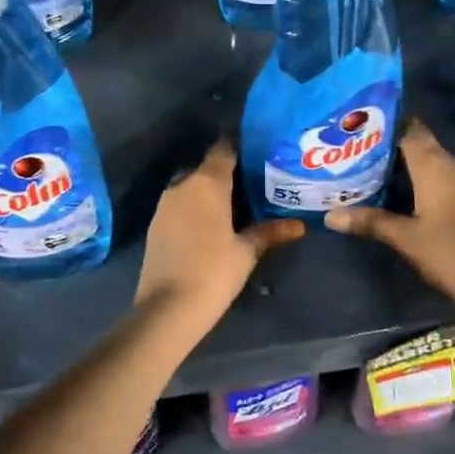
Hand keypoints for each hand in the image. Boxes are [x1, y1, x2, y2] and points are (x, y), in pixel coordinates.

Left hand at [135, 139, 303, 329]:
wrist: (167, 307)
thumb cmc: (214, 272)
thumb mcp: (246, 252)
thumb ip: (269, 232)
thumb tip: (299, 225)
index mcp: (207, 183)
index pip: (224, 150)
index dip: (240, 146)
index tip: (258, 148)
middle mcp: (183, 185)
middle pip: (207, 168)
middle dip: (226, 171)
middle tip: (252, 180)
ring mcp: (165, 205)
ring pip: (191, 186)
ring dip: (209, 191)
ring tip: (235, 202)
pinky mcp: (156, 224)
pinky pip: (180, 205)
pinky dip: (195, 207)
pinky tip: (210, 223)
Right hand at [325, 120, 454, 328]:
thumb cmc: (451, 254)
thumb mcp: (405, 238)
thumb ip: (370, 221)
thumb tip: (330, 216)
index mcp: (436, 166)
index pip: (410, 129)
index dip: (386, 124)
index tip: (358, 126)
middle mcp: (454, 166)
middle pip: (419, 145)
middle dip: (389, 148)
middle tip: (355, 153)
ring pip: (431, 164)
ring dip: (405, 167)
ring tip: (370, 173)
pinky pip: (443, 180)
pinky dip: (421, 182)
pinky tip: (401, 196)